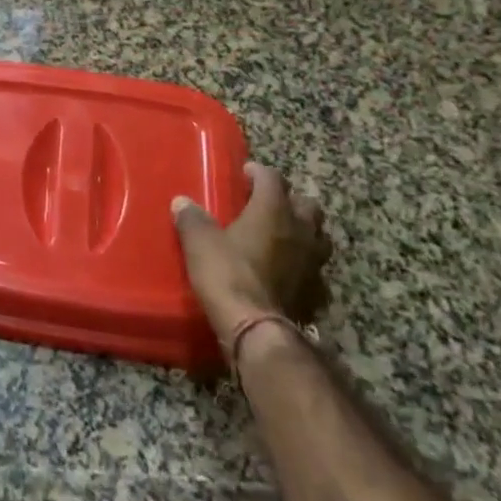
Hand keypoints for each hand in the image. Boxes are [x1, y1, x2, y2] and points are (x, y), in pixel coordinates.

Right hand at [173, 163, 331, 338]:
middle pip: (307, 204)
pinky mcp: (316, 292)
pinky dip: (304, 267)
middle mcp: (300, 231)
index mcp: (273, 211)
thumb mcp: (199, 242)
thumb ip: (192, 219)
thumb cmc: (227, 273)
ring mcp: (313, 263)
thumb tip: (182, 202)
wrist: (256, 328)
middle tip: (269, 205)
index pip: (272, 178)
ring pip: (318, 237)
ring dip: (304, 232)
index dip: (259, 172)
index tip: (246, 173)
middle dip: (290, 200)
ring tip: (283, 237)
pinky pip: (315, 271)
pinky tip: (289, 273)